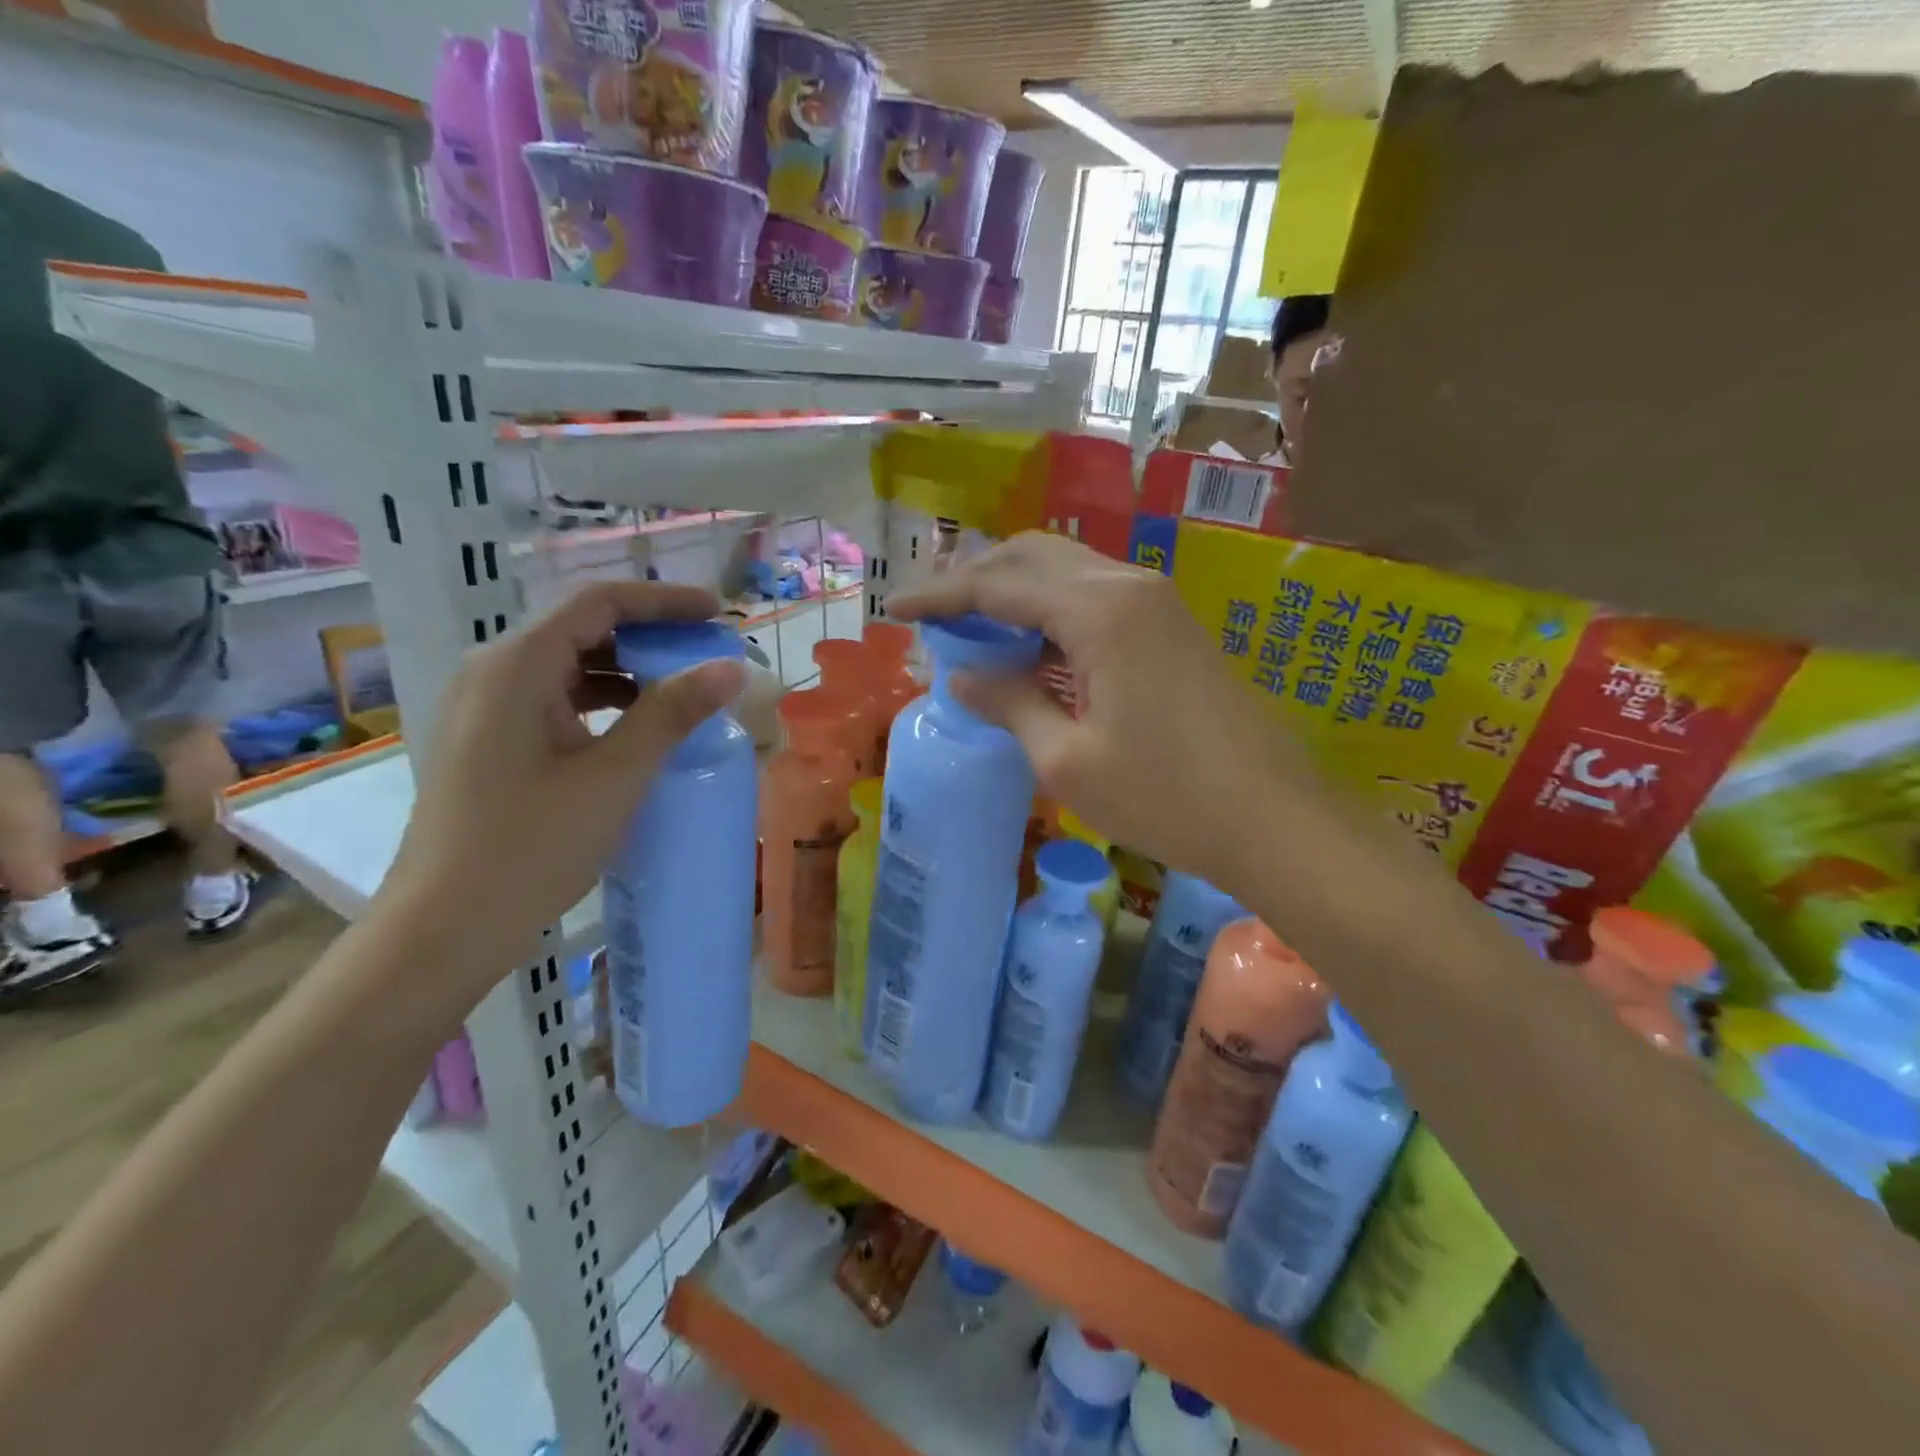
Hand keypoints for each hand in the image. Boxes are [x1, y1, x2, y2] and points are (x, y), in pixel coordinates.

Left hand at [382, 580, 743, 990]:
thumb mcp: (615, 776)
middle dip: (651, 636)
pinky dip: (605, 702)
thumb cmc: (531, 846)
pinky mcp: (491, 741)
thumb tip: (730, 668)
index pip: (600, 604)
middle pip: (584, 629)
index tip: (718, 615)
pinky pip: (557, 699)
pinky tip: (639, 728)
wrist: (445, 928)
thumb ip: (672, 713)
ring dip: (631, 671)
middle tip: (709, 656)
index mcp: (516, 666)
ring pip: (571, 666)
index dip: (664, 602)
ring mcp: (487, 708)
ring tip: (686, 691)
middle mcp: (494, 673)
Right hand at [888, 533, 1312, 890]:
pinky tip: (1032, 649)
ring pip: (1067, 572)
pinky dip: (1051, 611)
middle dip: (975, 579)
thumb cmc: (1166, 798)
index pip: (999, 584)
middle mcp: (1129, 587)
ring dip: (1014, 591)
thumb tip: (962, 677)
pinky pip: (1096, 598)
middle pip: (1034, 557)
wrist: (1274, 821)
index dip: (940, 596)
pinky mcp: (1173, 627)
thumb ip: (1009, 704)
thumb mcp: (1067, 761)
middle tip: (934, 617)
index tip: (894, 611)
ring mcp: (1158, 602)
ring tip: (972, 630)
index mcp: (1100, 611)